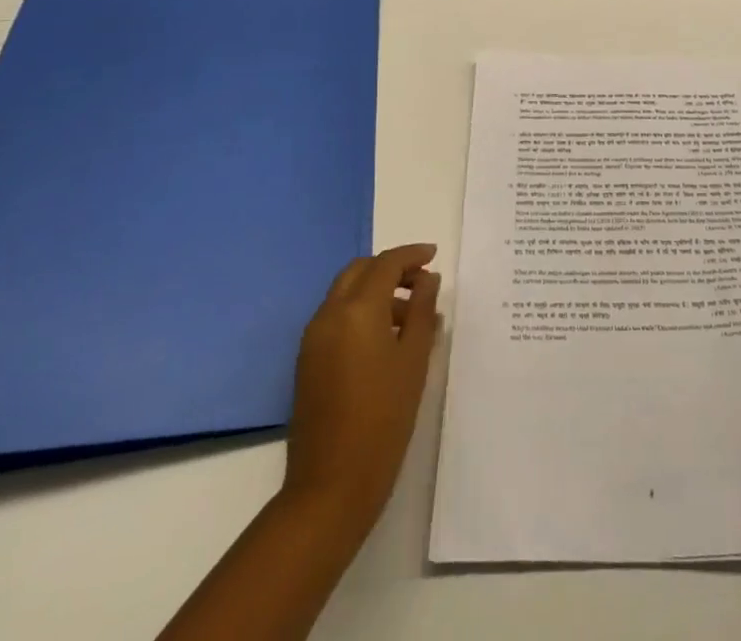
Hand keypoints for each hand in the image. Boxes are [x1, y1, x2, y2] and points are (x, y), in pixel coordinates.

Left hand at [283, 243, 440, 531]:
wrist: (331, 485)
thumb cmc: (384, 418)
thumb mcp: (414, 360)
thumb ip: (423, 311)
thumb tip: (428, 280)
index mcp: (356, 309)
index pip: (385, 264)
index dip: (411, 255)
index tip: (433, 255)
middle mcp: (329, 314)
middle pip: (360, 271)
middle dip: (390, 269)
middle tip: (421, 283)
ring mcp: (313, 338)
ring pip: (346, 293)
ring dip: (376, 291)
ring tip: (411, 318)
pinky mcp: (307, 361)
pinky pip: (336, 318)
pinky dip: (360, 313)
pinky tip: (385, 341)